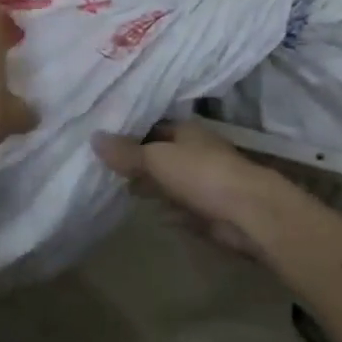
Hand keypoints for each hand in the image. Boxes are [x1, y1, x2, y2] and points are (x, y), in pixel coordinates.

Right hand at [92, 121, 294, 257]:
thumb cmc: (201, 174)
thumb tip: (93, 137)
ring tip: (121, 190)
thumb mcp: (156, 158)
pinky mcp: (208, 210)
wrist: (247, 213)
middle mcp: (195, 152)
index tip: (104, 140)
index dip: (131, 132)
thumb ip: (126, 152)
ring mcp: (203, 181)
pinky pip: (180, 207)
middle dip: (138, 161)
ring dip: (151, 186)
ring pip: (170, 181)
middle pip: (161, 154)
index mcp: (186, 131)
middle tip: (106, 168)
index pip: (153, 126)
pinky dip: (166, 209)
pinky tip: (150, 214)